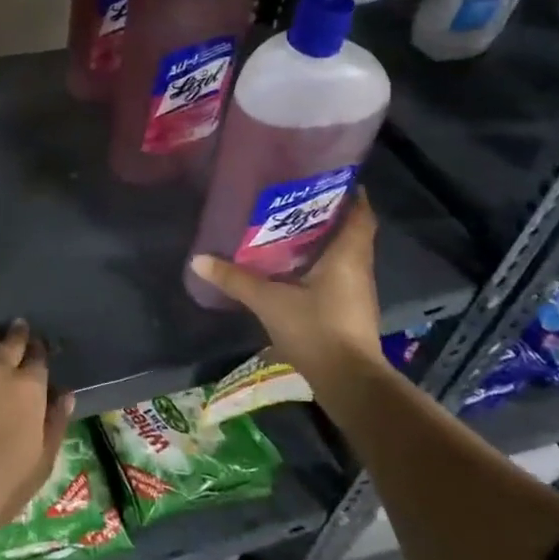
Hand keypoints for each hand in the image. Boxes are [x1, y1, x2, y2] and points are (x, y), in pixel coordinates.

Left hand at [0, 319, 74, 540]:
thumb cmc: (3, 480)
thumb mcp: (42, 460)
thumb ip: (55, 422)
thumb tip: (65, 394)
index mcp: (30, 388)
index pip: (38, 359)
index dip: (40, 349)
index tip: (40, 344)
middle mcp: (0, 372)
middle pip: (10, 344)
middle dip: (17, 334)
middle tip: (19, 324)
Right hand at [188, 190, 386, 377]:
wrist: (349, 383)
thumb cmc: (316, 329)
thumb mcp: (269, 301)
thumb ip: (235, 279)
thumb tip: (197, 259)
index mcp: (348, 255)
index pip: (361, 213)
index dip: (350, 192)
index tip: (328, 177)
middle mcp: (359, 267)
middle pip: (352, 231)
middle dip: (329, 213)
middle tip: (296, 198)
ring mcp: (357, 292)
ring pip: (345, 254)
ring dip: (324, 240)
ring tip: (290, 226)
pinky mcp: (350, 311)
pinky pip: (338, 274)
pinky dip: (321, 264)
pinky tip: (293, 265)